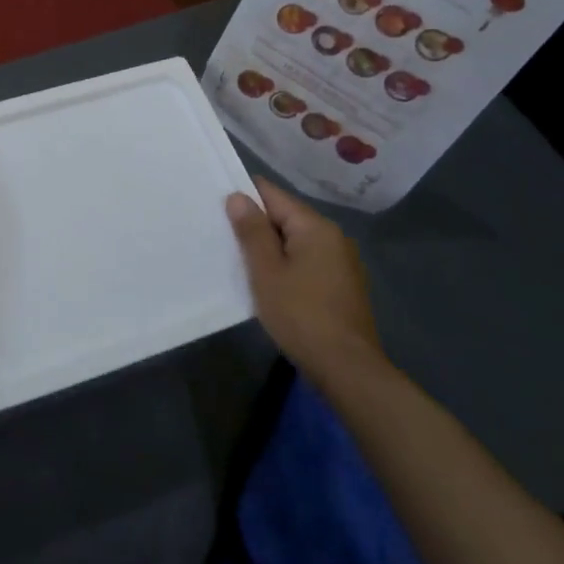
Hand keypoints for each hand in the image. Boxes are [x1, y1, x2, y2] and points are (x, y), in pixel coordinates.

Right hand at [226, 179, 384, 377]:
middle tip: (222, 236)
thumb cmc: (301, 315)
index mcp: (315, 227)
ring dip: (271, 247)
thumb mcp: (266, 272)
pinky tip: (270, 282)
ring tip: (241, 259)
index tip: (217, 205)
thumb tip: (238, 197)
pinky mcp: (342, 284)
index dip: (244, 196)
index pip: (273, 194)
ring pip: (296, 241)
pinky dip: (287, 264)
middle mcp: (333, 236)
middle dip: (256, 224)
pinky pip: (307, 260)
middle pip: (286, 216)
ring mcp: (342, 261)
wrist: (347, 368)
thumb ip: (252, 232)